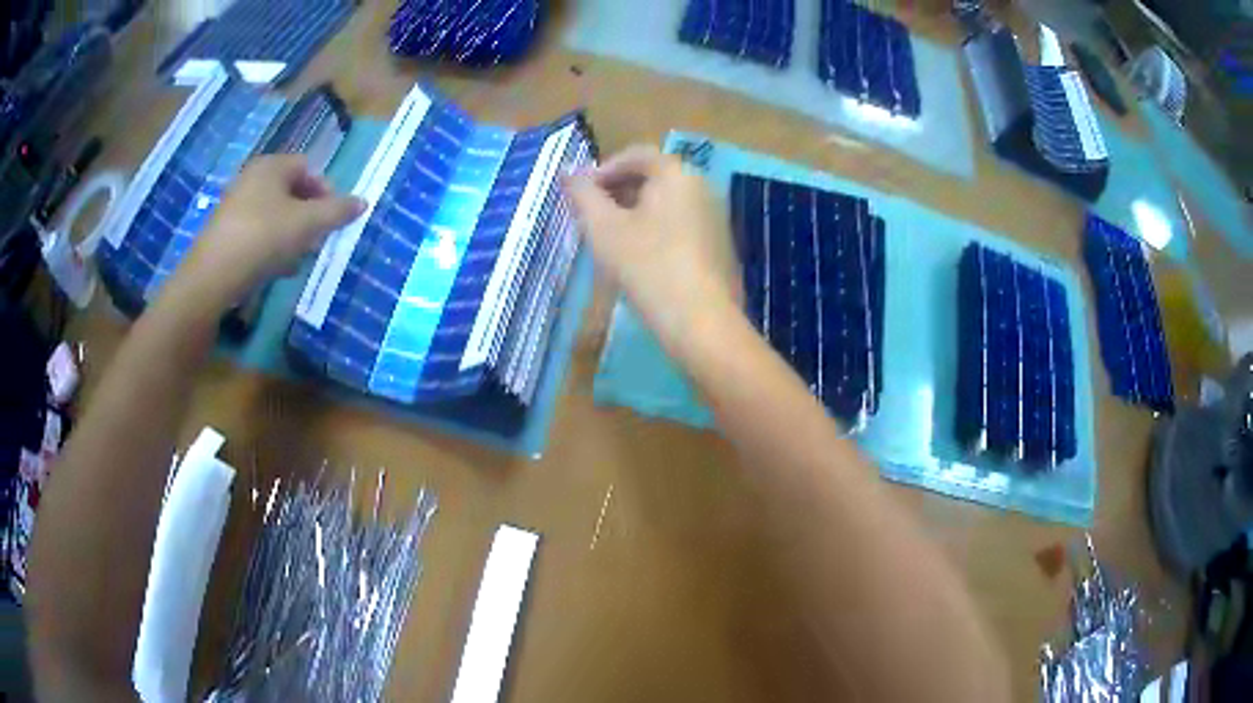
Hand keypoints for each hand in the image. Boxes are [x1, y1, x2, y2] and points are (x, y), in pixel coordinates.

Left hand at [172, 155, 365, 308]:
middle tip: (317, 241)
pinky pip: (257, 232)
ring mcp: (235, 205)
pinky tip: (276, 269)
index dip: (326, 191)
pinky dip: (271, 246)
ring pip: (275, 215)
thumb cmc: (264, 237)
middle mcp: (252, 178)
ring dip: (292, 235)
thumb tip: (363, 202)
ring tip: (298, 260)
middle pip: (291, 192)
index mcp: (272, 166)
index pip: (308, 168)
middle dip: (309, 217)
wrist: (213, 276)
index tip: (333, 219)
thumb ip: (337, 211)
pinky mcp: (226, 232)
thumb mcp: (308, 223)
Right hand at [566, 145, 740, 356]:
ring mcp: (716, 218)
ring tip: (610, 240)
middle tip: (591, 217)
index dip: (602, 170)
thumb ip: (582, 194)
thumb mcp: (603, 228)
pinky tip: (641, 259)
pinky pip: (682, 226)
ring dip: (635, 213)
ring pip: (667, 204)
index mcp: (677, 173)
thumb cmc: (647, 266)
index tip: (580, 195)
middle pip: (654, 177)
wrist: (701, 322)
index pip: (636, 155)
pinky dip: (657, 231)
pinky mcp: (720, 246)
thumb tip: (567, 171)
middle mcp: (702, 187)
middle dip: (618, 192)